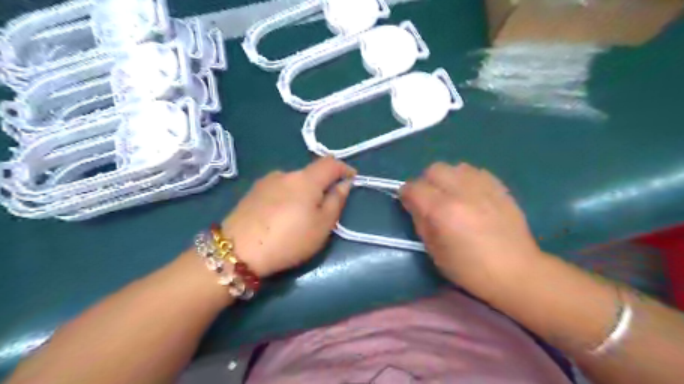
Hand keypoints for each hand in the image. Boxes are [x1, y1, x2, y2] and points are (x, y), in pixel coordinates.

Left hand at [220, 157, 357, 277]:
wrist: (239, 251)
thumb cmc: (289, 239)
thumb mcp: (322, 225)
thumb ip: (336, 201)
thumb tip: (344, 184)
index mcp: (306, 179)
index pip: (330, 163)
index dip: (344, 168)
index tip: (352, 178)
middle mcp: (286, 173)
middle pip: (311, 173)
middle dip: (322, 185)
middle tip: (324, 208)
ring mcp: (266, 181)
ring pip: (293, 182)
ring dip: (303, 192)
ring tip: (299, 215)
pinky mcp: (253, 191)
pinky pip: (278, 188)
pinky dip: (287, 196)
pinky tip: (280, 215)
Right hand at [402, 164, 544, 291]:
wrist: (516, 271)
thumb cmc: (469, 269)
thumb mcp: (434, 251)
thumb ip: (420, 222)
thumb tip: (414, 204)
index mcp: (442, 211)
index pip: (414, 187)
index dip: (406, 194)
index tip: (408, 203)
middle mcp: (461, 192)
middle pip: (434, 169)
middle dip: (426, 182)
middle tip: (430, 199)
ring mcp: (483, 187)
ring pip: (455, 167)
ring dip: (447, 178)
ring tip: (452, 195)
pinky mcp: (500, 188)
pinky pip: (476, 172)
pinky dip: (467, 179)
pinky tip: (471, 195)